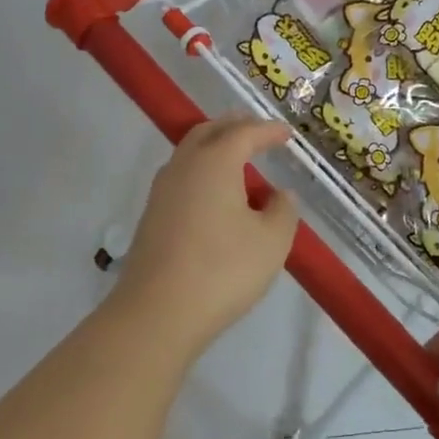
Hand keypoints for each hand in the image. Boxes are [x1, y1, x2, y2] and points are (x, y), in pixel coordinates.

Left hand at [114, 116, 299, 352]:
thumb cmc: (223, 270)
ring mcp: (161, 191)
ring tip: (238, 162)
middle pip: (208, 132)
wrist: (158, 311)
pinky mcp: (151, 216)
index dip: (268, 130)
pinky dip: (202, 173)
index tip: (286, 133)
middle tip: (256, 132)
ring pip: (189, 154)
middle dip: (234, 127)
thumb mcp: (271, 242)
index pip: (244, 133)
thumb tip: (279, 195)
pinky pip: (181, 178)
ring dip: (214, 149)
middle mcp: (183, 166)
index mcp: (215, 162)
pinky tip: (215, 196)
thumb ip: (283, 211)